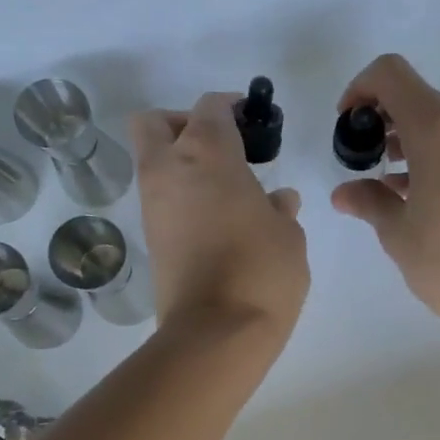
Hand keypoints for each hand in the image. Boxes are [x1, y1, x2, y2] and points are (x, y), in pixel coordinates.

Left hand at [133, 94, 308, 335]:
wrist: (216, 332)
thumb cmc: (262, 271)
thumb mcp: (288, 235)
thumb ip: (280, 210)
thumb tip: (276, 202)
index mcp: (207, 153)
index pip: (210, 108)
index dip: (231, 107)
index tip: (252, 120)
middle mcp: (169, 170)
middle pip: (156, 122)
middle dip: (184, 124)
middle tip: (221, 147)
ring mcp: (153, 206)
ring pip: (154, 163)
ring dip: (183, 166)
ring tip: (228, 192)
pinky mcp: (151, 240)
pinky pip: (162, 202)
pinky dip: (183, 200)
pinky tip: (219, 223)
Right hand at [330, 54, 439, 333]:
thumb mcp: (397, 233)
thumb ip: (368, 201)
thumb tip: (344, 192)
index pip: (390, 75)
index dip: (360, 90)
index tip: (349, 124)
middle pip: (418, 97)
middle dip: (385, 120)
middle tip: (366, 158)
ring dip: (412, 138)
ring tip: (390, 180)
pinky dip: (438, 152)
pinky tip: (418, 189)